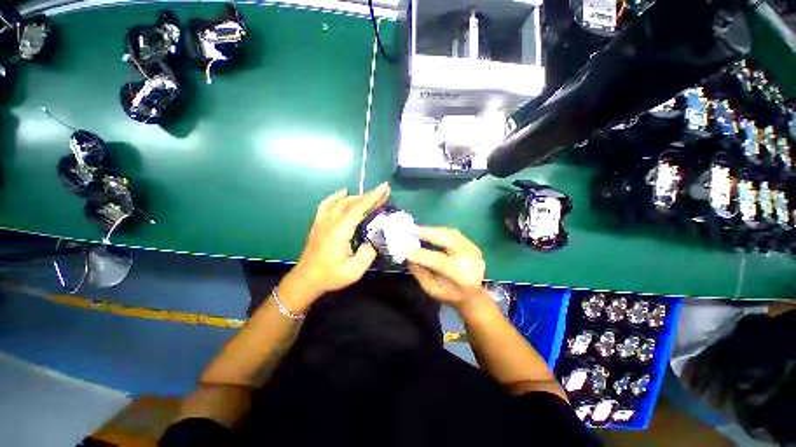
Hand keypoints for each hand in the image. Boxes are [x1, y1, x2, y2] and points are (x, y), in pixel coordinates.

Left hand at [282, 182, 390, 310]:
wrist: (306, 280)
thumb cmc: (330, 276)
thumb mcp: (354, 270)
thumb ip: (368, 253)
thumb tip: (375, 238)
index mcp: (339, 231)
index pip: (358, 208)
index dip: (373, 197)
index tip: (385, 187)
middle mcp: (330, 222)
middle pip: (351, 202)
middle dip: (369, 195)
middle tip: (384, 191)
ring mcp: (322, 221)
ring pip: (341, 201)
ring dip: (358, 196)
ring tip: (371, 196)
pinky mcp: (318, 223)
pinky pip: (327, 204)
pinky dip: (337, 196)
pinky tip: (344, 193)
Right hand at [406, 227, 489, 310]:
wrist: (473, 295)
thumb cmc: (450, 294)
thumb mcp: (431, 288)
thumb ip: (419, 272)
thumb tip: (407, 255)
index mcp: (460, 276)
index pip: (439, 261)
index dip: (421, 255)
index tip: (404, 249)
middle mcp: (469, 260)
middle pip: (449, 240)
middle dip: (428, 233)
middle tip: (411, 229)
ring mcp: (473, 250)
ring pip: (451, 234)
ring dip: (433, 230)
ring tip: (417, 229)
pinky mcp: (472, 244)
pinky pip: (453, 233)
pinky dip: (439, 231)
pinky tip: (428, 231)